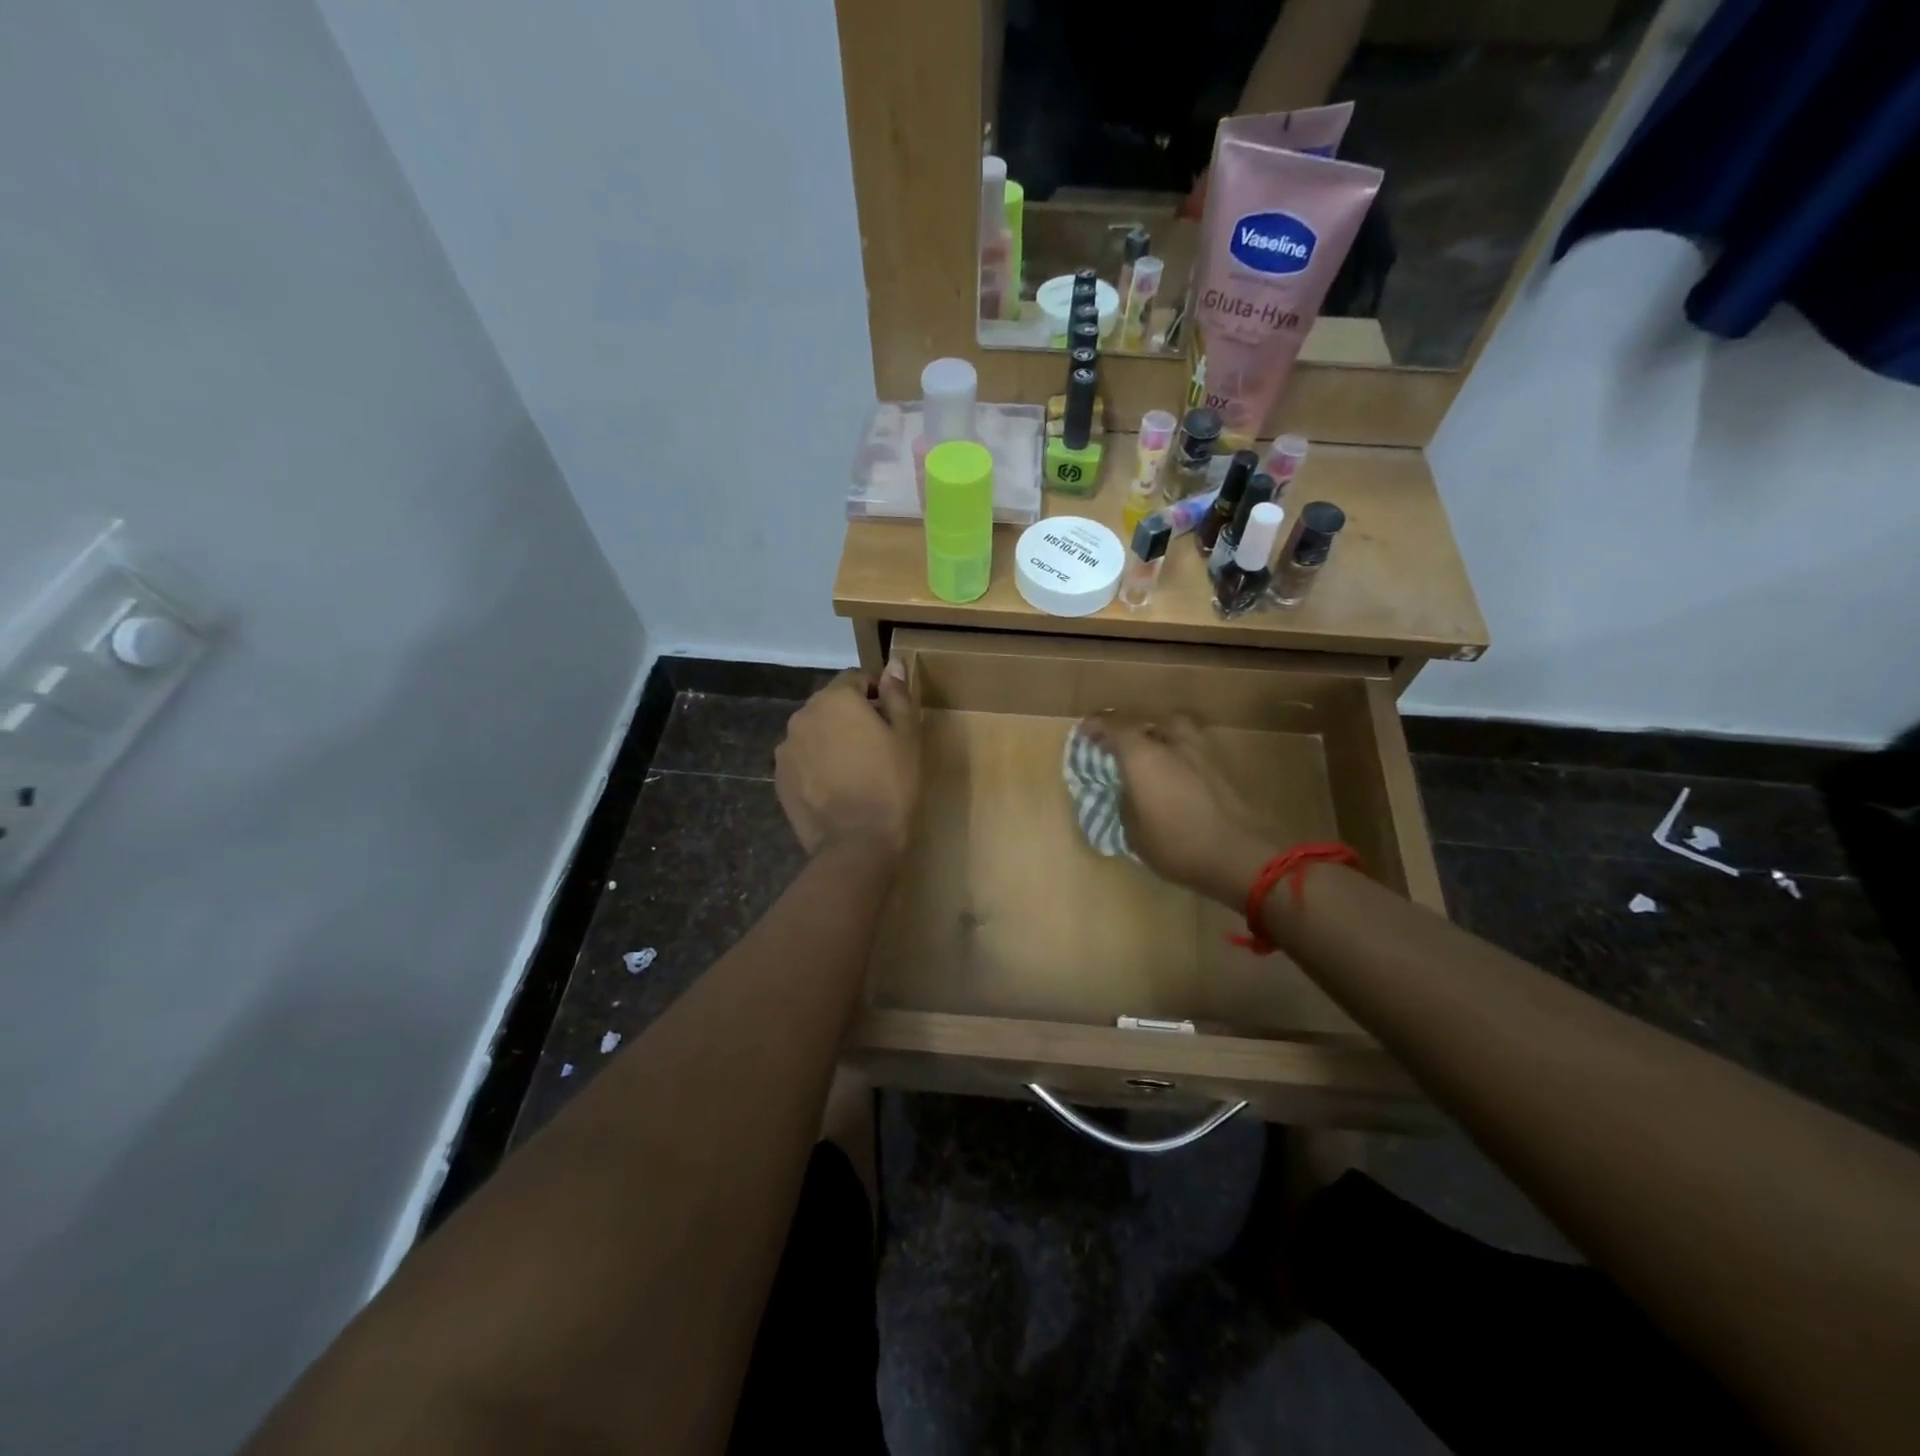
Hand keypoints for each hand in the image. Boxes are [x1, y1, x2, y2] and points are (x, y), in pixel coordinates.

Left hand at [775, 666, 920, 858]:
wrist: (857, 843)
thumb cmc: (892, 784)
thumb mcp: (907, 736)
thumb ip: (898, 694)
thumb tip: (894, 663)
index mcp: (836, 698)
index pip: (856, 679)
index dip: (877, 695)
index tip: (891, 721)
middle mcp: (803, 714)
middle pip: (831, 705)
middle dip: (851, 717)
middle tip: (876, 748)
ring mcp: (786, 747)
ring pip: (814, 732)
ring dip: (831, 740)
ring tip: (854, 770)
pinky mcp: (779, 777)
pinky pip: (802, 759)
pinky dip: (816, 765)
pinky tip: (836, 788)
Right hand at [1081, 715, 1275, 906]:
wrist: (1238, 855)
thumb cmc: (1176, 844)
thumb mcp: (1133, 830)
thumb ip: (1125, 801)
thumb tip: (1127, 790)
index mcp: (1142, 754)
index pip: (1113, 726)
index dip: (1096, 727)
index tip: (1084, 734)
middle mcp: (1171, 743)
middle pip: (1147, 722)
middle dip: (1131, 731)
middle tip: (1121, 748)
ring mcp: (1201, 752)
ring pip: (1175, 731)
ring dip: (1160, 739)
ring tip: (1151, 759)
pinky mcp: (1221, 768)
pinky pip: (1192, 750)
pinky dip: (1179, 756)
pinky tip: (1175, 778)